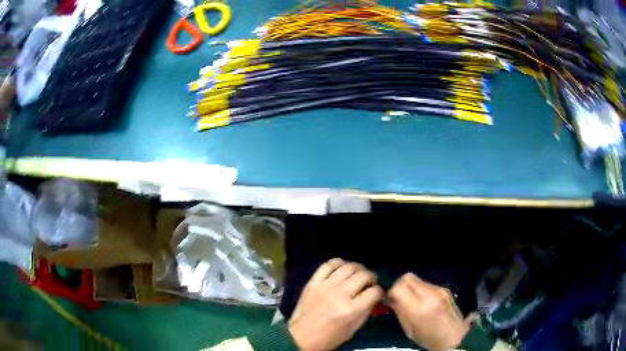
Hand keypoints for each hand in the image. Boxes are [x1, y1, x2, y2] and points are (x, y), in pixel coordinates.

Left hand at [288, 258, 383, 350]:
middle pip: (364, 276)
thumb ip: (366, 311)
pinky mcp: (313, 282)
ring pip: (348, 267)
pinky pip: (328, 265)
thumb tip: (375, 296)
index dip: (380, 292)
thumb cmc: (329, 338)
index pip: (374, 291)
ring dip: (358, 269)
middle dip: (372, 278)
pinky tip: (343, 268)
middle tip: (370, 283)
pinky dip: (338, 263)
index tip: (377, 294)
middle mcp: (339, 294)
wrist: (300, 337)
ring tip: (359, 275)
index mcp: (351, 310)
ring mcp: (325, 286)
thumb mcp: (353, 329)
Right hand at [388, 273, 471, 350]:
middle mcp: (430, 294)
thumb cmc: (429, 338)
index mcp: (419, 308)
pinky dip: (420, 290)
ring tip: (410, 300)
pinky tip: (422, 301)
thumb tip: (390, 299)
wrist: (456, 337)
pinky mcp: (445, 289)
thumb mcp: (409, 330)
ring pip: (417, 279)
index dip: (391, 291)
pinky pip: (426, 284)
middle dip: (399, 285)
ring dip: (410, 287)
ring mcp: (439, 290)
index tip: (389, 299)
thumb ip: (400, 311)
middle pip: (408, 277)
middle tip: (397, 296)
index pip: (399, 287)